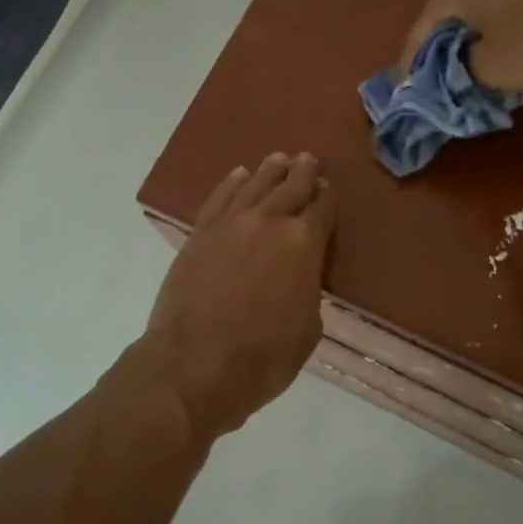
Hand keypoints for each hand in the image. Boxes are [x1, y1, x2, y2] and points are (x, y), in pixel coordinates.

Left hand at [145, 152, 336, 438]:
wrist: (195, 364)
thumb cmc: (263, 357)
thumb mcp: (308, 329)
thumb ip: (308, 290)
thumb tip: (299, 276)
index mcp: (304, 244)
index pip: (322, 209)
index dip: (327, 197)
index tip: (327, 188)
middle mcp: (270, 222)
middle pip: (291, 187)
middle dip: (302, 172)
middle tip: (307, 160)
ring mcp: (231, 223)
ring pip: (255, 184)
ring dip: (270, 170)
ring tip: (279, 159)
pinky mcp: (201, 232)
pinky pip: (220, 197)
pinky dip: (232, 183)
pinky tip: (239, 174)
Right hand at [399, 0, 522, 92]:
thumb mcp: (490, 70)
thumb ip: (459, 73)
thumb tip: (453, 72)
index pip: (420, 32)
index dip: (411, 66)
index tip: (407, 92)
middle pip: (448, 17)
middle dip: (441, 50)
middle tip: (437, 81)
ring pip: (477, 10)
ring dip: (471, 39)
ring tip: (470, 68)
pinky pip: (503, 6)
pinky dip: (496, 29)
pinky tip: (503, 47)